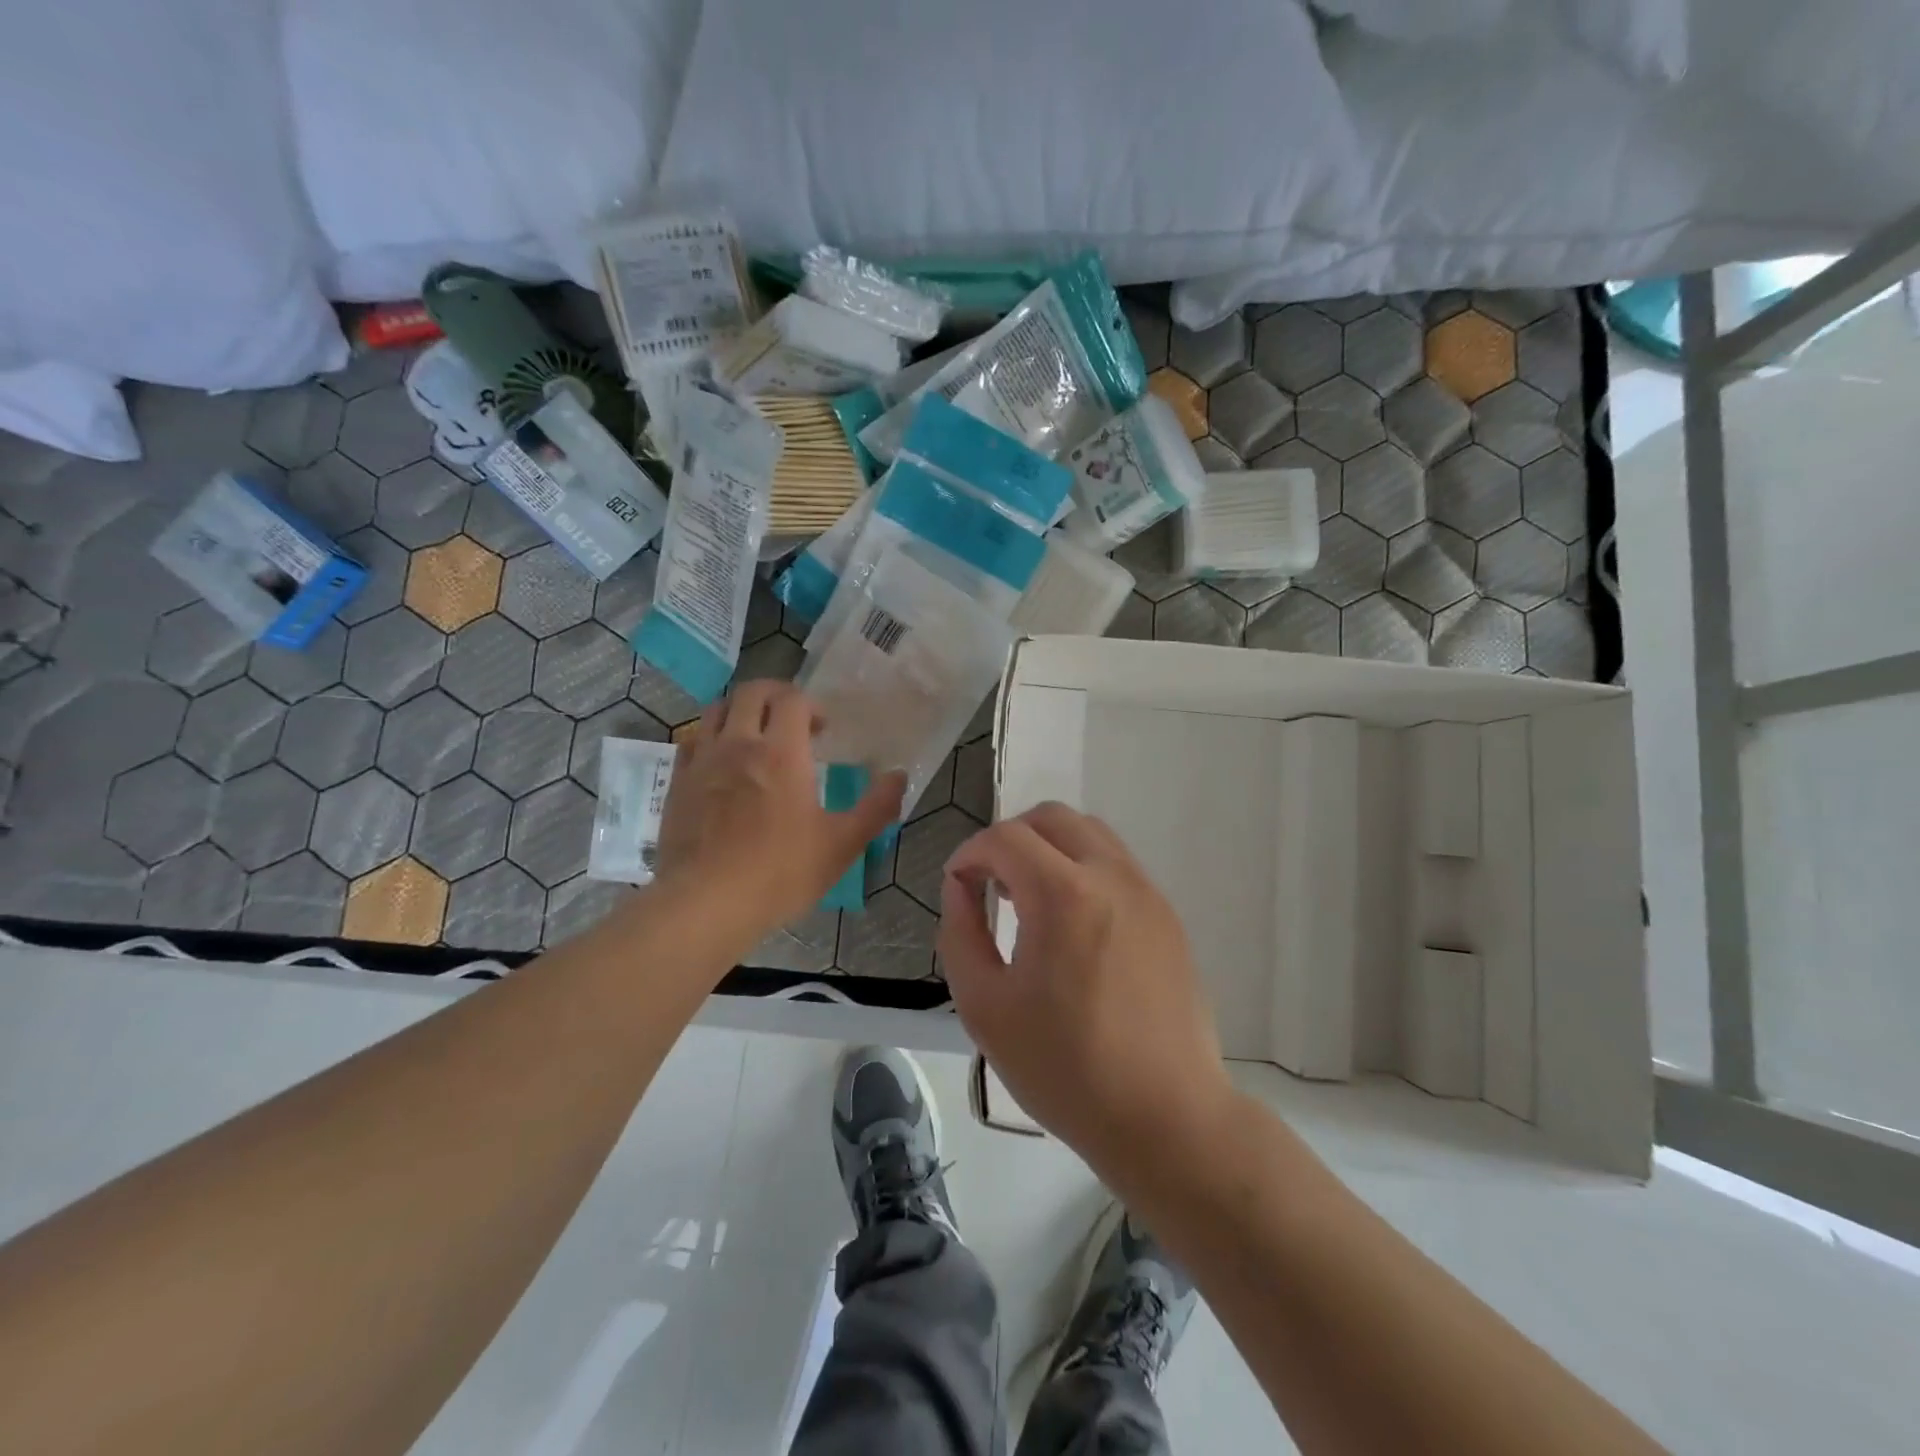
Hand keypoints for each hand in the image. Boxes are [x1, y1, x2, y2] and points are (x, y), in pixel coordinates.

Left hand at [655, 681, 904, 938]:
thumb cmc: (780, 872)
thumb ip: (876, 807)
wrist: (705, 904)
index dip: (811, 705)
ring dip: (741, 711)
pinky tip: (722, 763)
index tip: (822, 730)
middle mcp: (739, 744)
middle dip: (776, 696)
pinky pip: (692, 741)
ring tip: (756, 735)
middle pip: (752, 692)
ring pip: (717, 710)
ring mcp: (703, 761)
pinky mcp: (678, 783)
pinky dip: (711, 738)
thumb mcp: (842, 844)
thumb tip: (899, 776)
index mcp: (782, 752)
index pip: (792, 699)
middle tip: (792, 721)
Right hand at [938, 802, 1232, 1172]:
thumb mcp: (985, 1008)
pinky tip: (1071, 924)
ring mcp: (1147, 893)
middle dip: (1010, 838)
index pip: (1005, 838)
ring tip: (1029, 898)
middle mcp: (1111, 876)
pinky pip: (1116, 865)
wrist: (1167, 1118)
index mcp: (1063, 895)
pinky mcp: (1167, 916)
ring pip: (1090, 833)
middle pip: (1052, 818)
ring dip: (1049, 848)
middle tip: (990, 884)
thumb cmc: (1066, 1069)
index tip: (958, 887)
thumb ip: (960, 933)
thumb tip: (960, 887)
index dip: (970, 853)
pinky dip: (1082, 869)